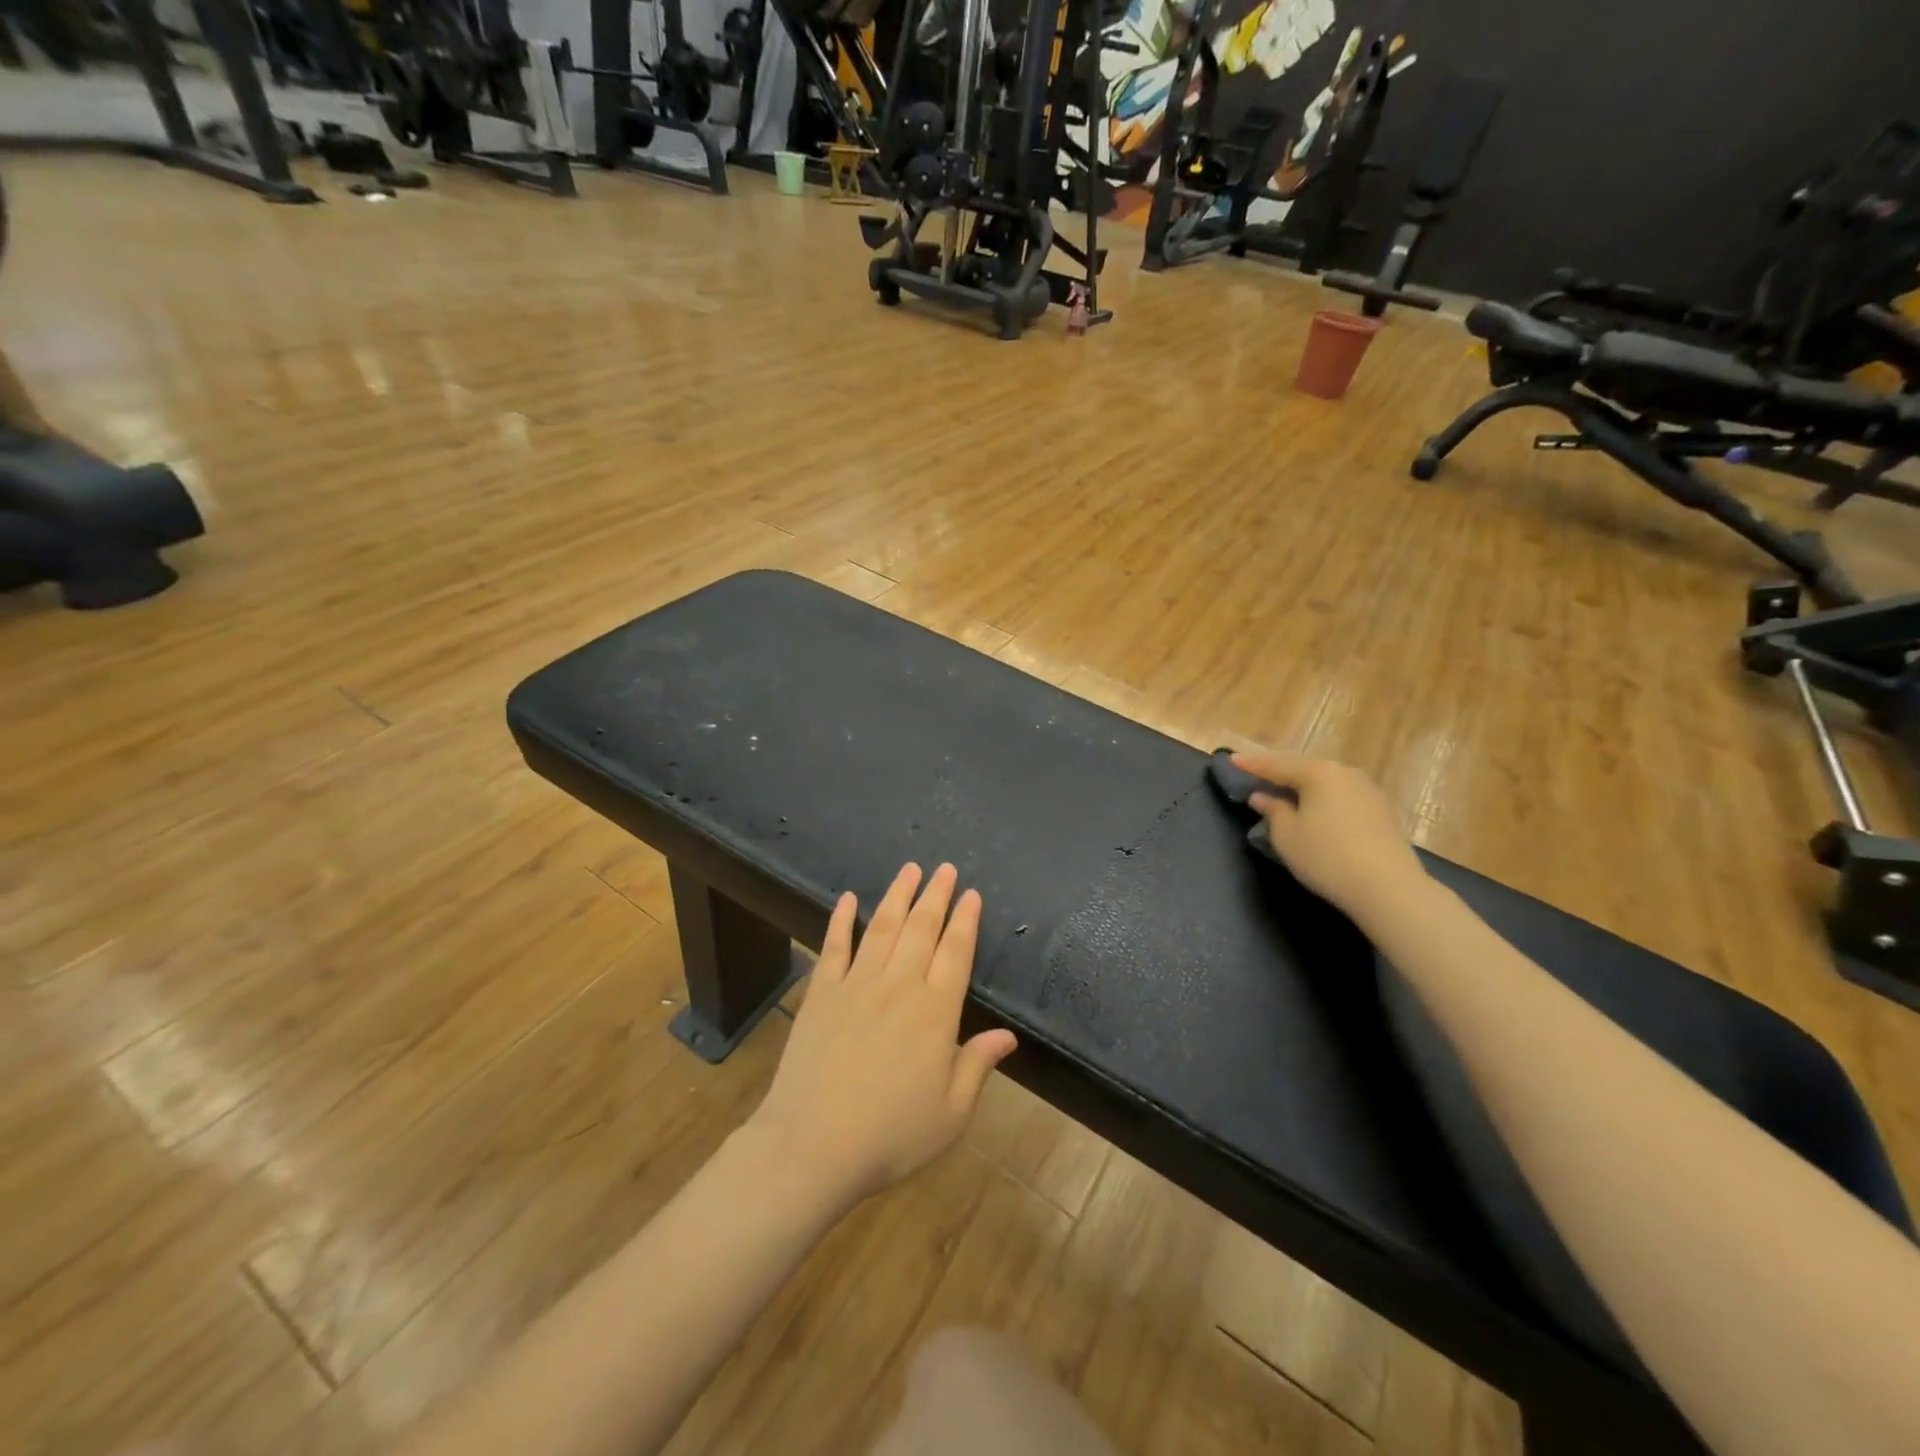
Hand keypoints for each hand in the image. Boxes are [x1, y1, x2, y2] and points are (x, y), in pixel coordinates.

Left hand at [747, 863, 1017, 1208]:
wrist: (812, 1145)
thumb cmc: (891, 1135)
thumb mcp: (951, 1113)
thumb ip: (977, 1066)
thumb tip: (1008, 1036)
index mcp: (936, 1012)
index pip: (956, 952)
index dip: (966, 920)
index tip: (972, 894)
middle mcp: (899, 985)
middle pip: (922, 928)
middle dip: (936, 895)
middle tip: (945, 868)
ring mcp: (856, 985)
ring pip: (883, 927)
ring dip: (898, 895)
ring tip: (909, 868)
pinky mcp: (821, 993)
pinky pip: (834, 946)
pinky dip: (841, 920)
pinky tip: (848, 899)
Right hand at [1230, 750, 1428, 921]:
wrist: (1388, 888)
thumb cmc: (1327, 857)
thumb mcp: (1287, 835)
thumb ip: (1272, 810)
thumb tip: (1263, 796)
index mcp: (1318, 773)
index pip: (1276, 765)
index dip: (1252, 764)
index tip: (1231, 759)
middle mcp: (1345, 773)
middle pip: (1304, 768)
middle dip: (1279, 772)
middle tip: (1257, 774)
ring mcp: (1367, 790)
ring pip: (1325, 782)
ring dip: (1303, 786)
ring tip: (1284, 792)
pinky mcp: (1381, 810)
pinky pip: (1341, 795)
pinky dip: (1322, 798)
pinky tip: (1315, 809)